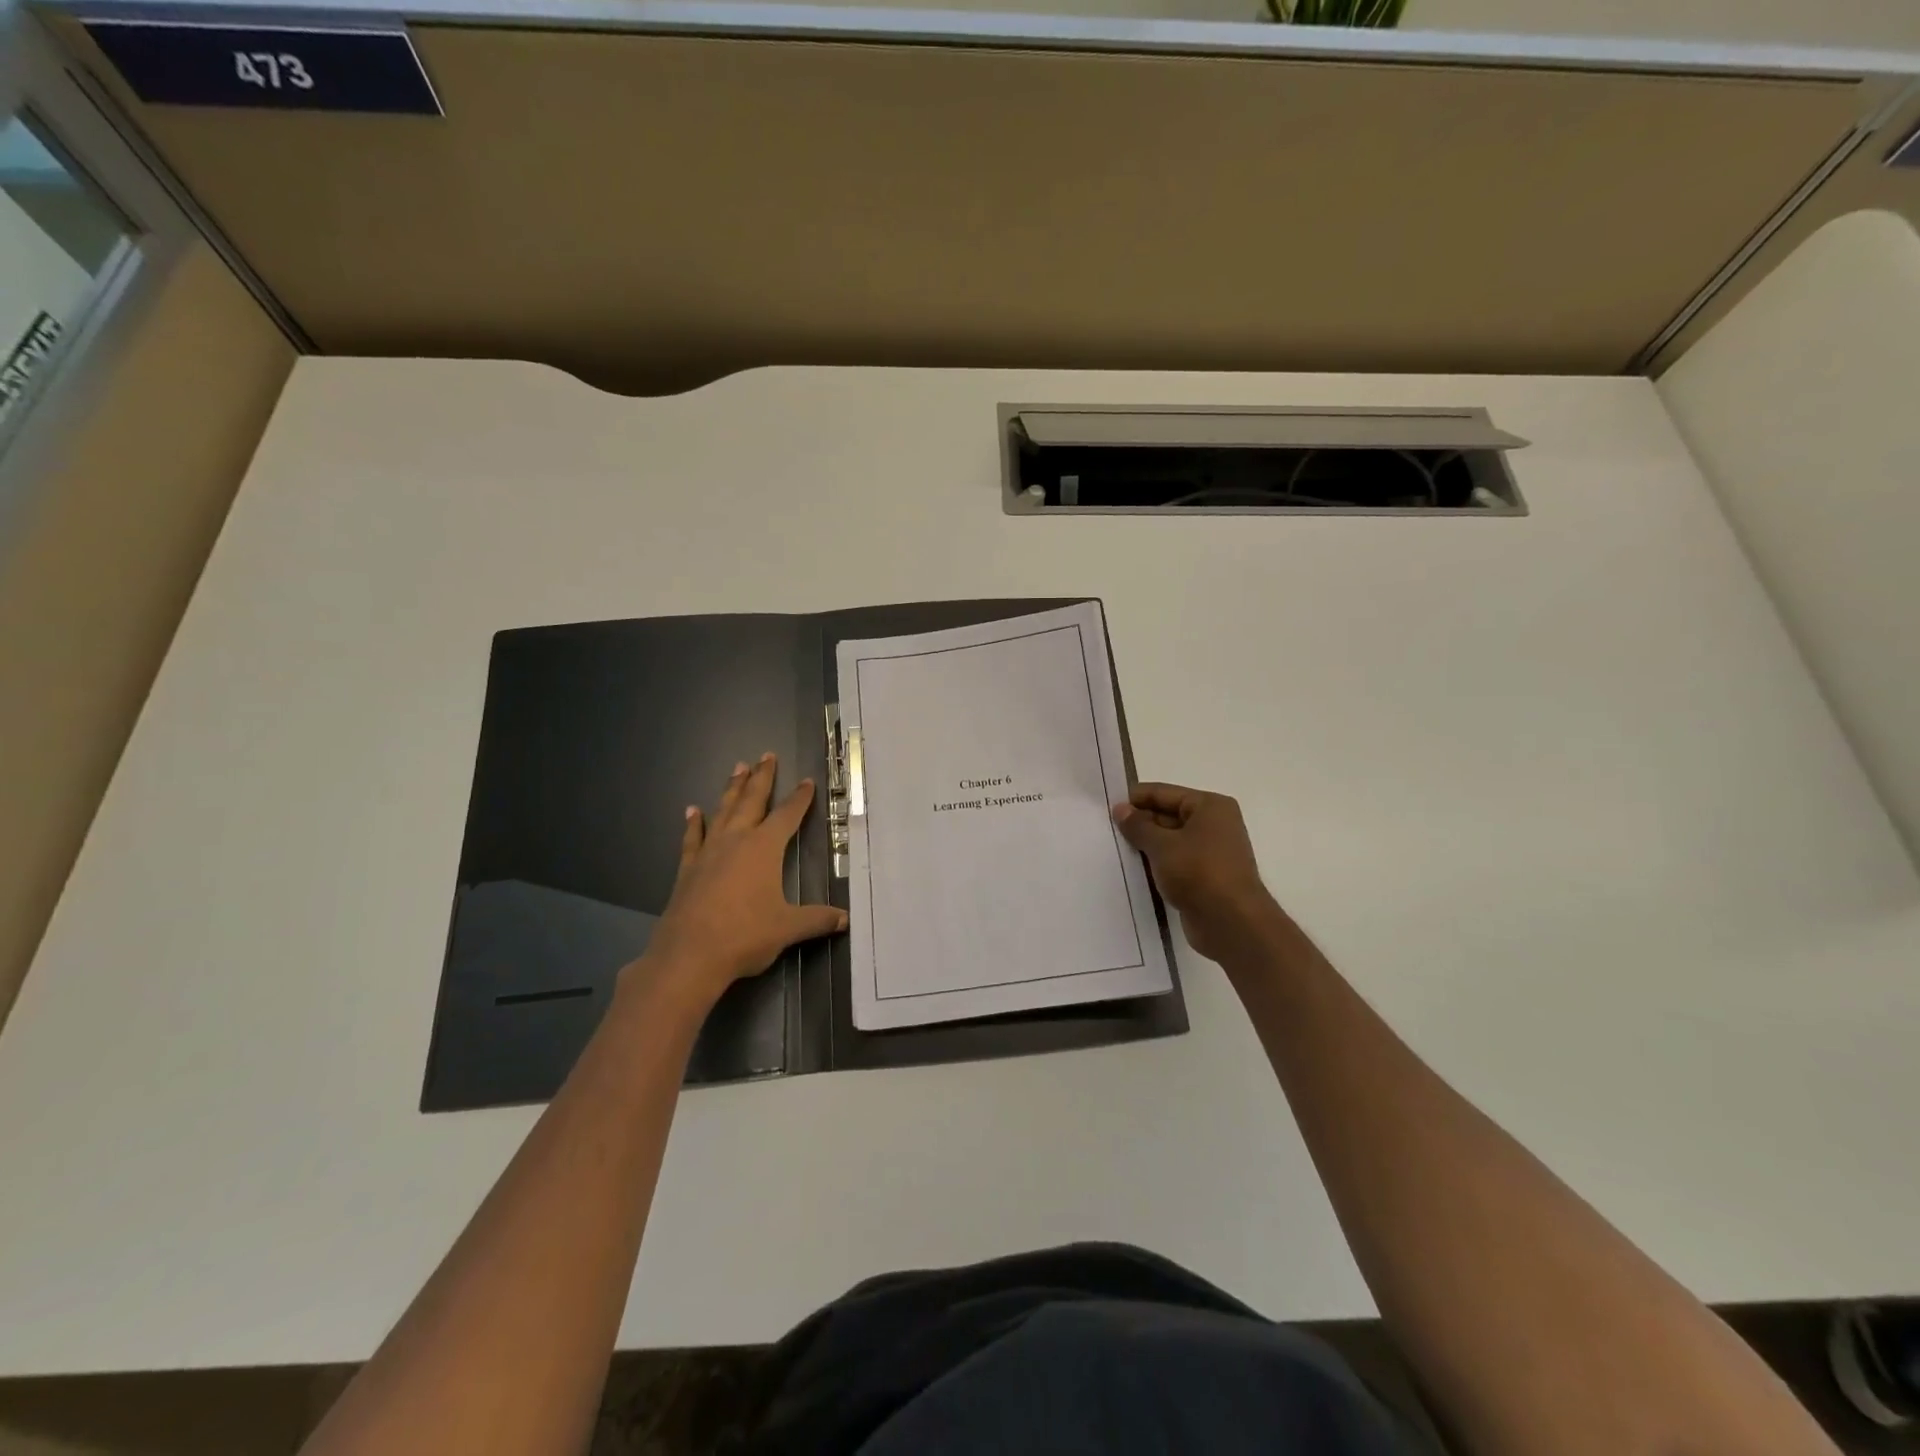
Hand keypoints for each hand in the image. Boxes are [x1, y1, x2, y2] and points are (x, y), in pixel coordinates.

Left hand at [639, 754, 846, 1008]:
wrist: (689, 956)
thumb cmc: (745, 936)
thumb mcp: (788, 928)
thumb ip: (817, 920)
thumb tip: (845, 919)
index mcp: (764, 848)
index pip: (787, 815)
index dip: (799, 798)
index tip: (806, 781)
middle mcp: (736, 841)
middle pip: (751, 801)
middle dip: (761, 778)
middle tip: (766, 755)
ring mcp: (709, 853)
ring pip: (723, 811)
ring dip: (732, 789)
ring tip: (737, 767)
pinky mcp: (688, 869)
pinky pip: (693, 838)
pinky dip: (694, 823)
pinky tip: (692, 811)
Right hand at [1112, 782, 1281, 963]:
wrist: (1232, 923)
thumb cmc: (1199, 872)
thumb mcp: (1162, 845)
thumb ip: (1138, 826)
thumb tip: (1121, 809)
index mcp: (1210, 807)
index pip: (1164, 793)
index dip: (1135, 799)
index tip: (1106, 806)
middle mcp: (1214, 825)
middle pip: (1167, 816)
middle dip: (1139, 824)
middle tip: (1106, 830)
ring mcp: (1211, 853)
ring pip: (1170, 842)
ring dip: (1146, 847)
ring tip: (1114, 849)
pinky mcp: (1205, 878)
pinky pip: (1174, 863)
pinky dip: (1156, 865)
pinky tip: (1132, 870)